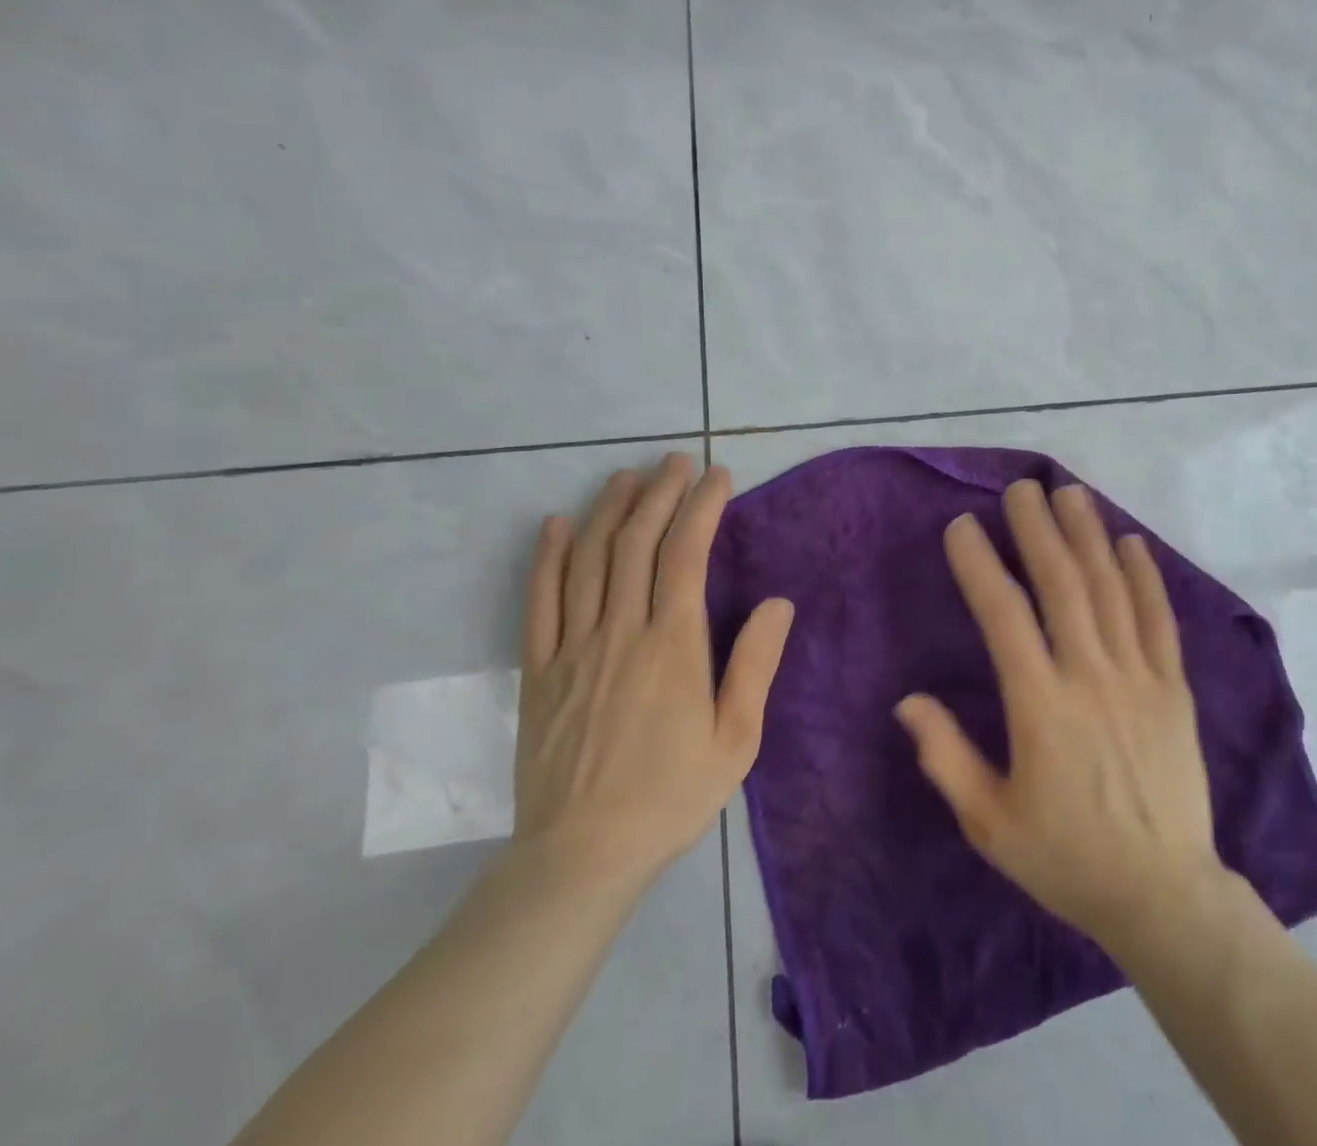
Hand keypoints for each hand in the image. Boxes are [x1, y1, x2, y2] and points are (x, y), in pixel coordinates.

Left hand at [511, 454, 794, 899]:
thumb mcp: (737, 740)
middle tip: (676, 461)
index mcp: (673, 646)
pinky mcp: (538, 670)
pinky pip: (540, 601)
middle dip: (660, 493)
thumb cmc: (672, 796)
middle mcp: (621, 632)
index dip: (701, 507)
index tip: (717, 476)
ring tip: (628, 476)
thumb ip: (755, 666)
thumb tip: (777, 603)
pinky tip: (559, 525)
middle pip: (637, 543)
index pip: (686, 554)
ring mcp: (573, 648)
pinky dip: (549, 557)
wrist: (581, 855)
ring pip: (589, 560)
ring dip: (610, 510)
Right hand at [896, 480, 1224, 954]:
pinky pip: (1159, 620)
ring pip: (1111, 589)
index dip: (980, 565)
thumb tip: (908, 701)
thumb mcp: (990, 822)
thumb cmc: (1066, 857)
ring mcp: (1139, 677)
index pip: (1004, 616)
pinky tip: (1131, 542)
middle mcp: (1090, 676)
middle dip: (1038, 529)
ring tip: (1071, 494)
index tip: (962, 526)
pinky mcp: (1174, 688)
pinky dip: (1145, 577)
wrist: (1163, 895)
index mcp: (1040, 706)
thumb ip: (946, 756)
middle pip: (1062, 584)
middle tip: (1022, 487)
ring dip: (1088, 536)